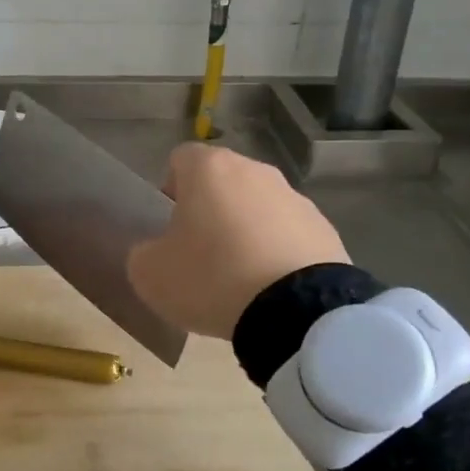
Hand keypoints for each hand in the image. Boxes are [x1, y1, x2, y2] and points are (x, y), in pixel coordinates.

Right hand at [127, 143, 349, 338]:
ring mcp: (295, 197)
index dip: (170, 188)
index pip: (180, 159)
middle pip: (222, 181)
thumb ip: (144, 253)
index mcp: (209, 169)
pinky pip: (288, 234)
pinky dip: (276, 252)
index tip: (170, 226)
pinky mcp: (325, 229)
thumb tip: (156, 251)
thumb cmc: (211, 278)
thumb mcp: (150, 274)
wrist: (298, 311)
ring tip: (239, 278)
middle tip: (201, 252)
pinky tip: (271, 288)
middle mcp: (254, 171)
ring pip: (257, 206)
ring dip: (246, 230)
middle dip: (210, 209)